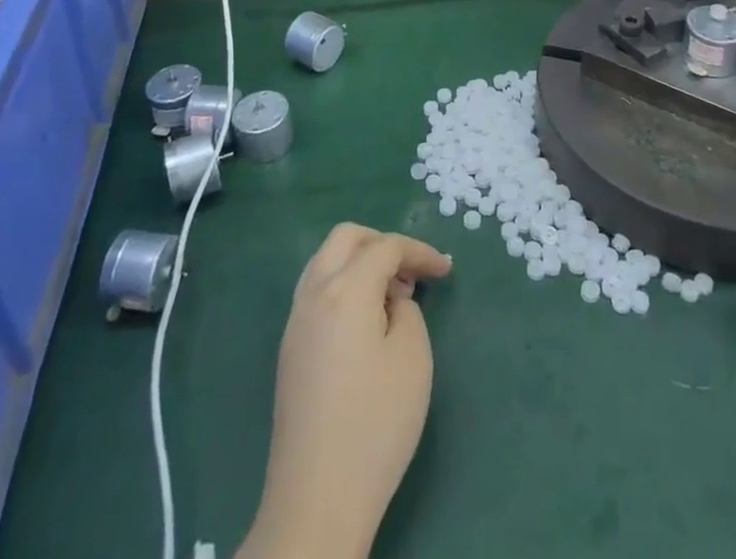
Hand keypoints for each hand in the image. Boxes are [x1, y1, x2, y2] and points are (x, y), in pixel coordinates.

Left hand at [239, 224, 452, 558]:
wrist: (317, 498)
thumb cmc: (375, 424)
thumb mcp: (412, 358)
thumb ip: (406, 310)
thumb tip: (390, 300)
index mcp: (345, 289)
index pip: (385, 247)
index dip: (419, 251)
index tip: (446, 269)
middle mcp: (314, 293)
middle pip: (346, 238)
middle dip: (383, 243)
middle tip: (412, 272)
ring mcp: (295, 321)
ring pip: (326, 260)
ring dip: (360, 261)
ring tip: (391, 295)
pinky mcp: (290, 349)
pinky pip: (317, 291)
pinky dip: (344, 285)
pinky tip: (365, 320)